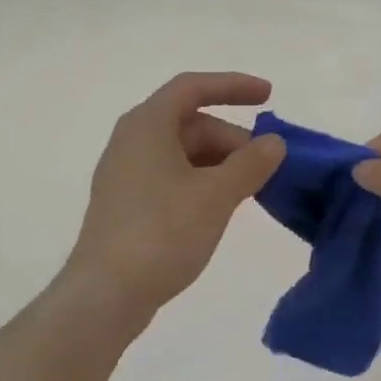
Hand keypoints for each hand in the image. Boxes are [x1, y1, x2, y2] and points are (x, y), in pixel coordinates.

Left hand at [65, 72, 285, 321]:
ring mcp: (127, 174)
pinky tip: (222, 208)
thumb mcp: (216, 196)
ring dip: (220, 164)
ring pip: (183, 153)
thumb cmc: (162, 233)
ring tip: (251, 191)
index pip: (193, 88)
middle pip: (191, 123)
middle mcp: (132, 141)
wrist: (106, 294)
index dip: (233, 86)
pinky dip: (202, 183)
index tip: (270, 97)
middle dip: (232, 139)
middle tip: (267, 168)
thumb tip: (274, 143)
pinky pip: (172, 178)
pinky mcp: (128, 204)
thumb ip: (250, 164)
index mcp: (148, 125)